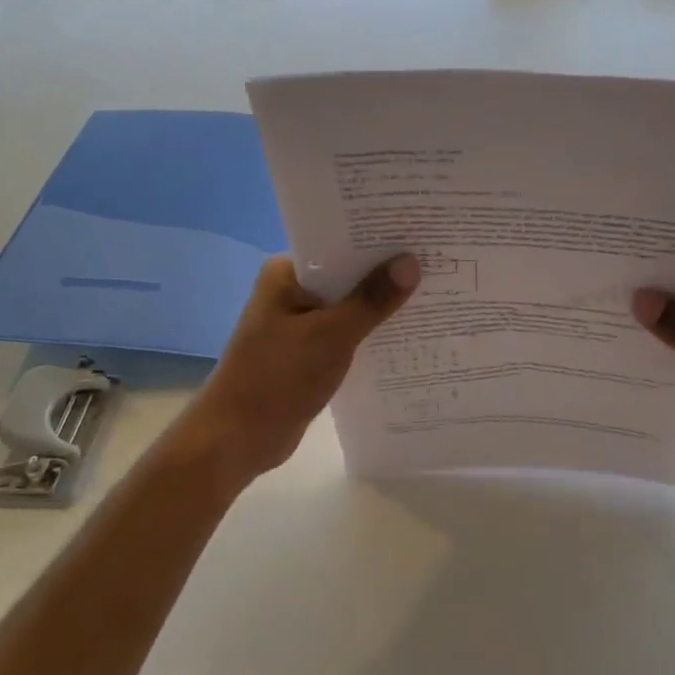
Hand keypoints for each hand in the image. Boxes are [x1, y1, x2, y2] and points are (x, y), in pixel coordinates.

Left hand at [184, 254, 419, 487]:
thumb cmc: (278, 377)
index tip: (420, 236)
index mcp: (286, 273)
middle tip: (437, 262)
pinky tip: (404, 334)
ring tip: (431, 294)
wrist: (237, 438)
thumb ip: (372, 300)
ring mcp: (297, 321)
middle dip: (385, 274)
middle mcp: (290, 289)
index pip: (339, 244)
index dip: (379, 241)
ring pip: (347, 305)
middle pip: (346, 274)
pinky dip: (367, 332)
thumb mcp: (331, 335)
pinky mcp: (306, 350)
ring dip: (379, 306)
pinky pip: (344, 332)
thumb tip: (411, 262)